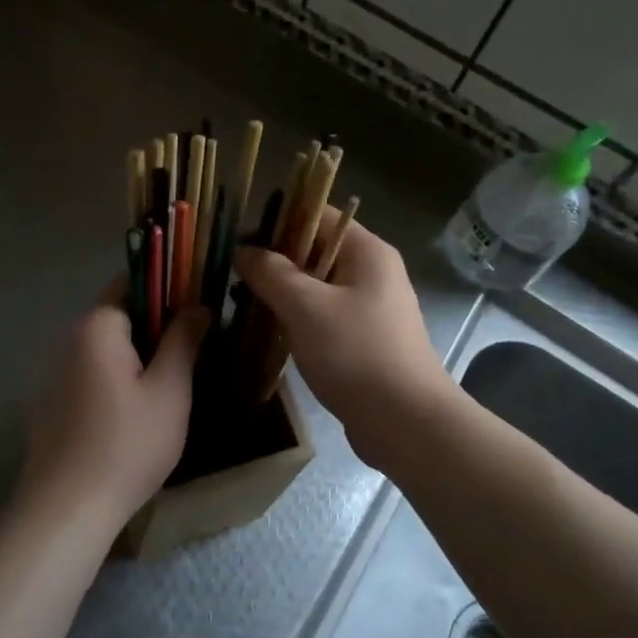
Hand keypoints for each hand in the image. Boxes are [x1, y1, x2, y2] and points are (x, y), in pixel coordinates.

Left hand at [19, 288, 208, 526]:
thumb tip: (196, 305)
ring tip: (174, 383)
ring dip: (139, 356)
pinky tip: (138, 413)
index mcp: (97, 327)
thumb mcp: (169, 391)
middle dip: (158, 326)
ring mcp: (56, 374)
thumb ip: (183, 340)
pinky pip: (93, 375)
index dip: (169, 288)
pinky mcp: (52, 404)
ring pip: (108, 349)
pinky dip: (118, 380)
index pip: (133, 281)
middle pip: (120, 315)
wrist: (65, 511)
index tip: (199, 307)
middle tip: (195, 350)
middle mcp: (69, 340)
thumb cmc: (127, 445)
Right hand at [235, 219, 454, 468]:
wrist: (404, 422)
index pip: (318, 214)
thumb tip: (244, 251)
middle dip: (274, 260)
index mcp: (367, 252)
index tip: (239, 239)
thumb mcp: (306, 307)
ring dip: (282, 292)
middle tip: (232, 274)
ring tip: (242, 302)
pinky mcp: (364, 340)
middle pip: (316, 250)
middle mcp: (373, 272)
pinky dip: (297, 318)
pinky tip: (269, 331)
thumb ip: (271, 273)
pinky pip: (323, 316)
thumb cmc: (356, 353)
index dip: (277, 221)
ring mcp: (370, 308)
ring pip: (317, 286)